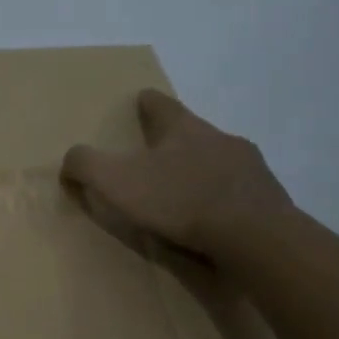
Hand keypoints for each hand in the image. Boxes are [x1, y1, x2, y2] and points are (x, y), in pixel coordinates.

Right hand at [62, 89, 293, 260]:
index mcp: (182, 127)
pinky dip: (225, 198)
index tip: (140, 103)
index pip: (160, 103)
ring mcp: (249, 165)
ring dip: (203, 170)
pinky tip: (216, 218)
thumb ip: (86, 165)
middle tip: (156, 157)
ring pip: (220, 159)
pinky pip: (240, 190)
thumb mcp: (117, 182)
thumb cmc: (180, 201)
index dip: (146, 102)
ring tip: (186, 192)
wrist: (255, 236)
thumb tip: (70, 158)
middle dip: (175, 141)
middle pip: (192, 130)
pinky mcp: (268, 196)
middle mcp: (219, 136)